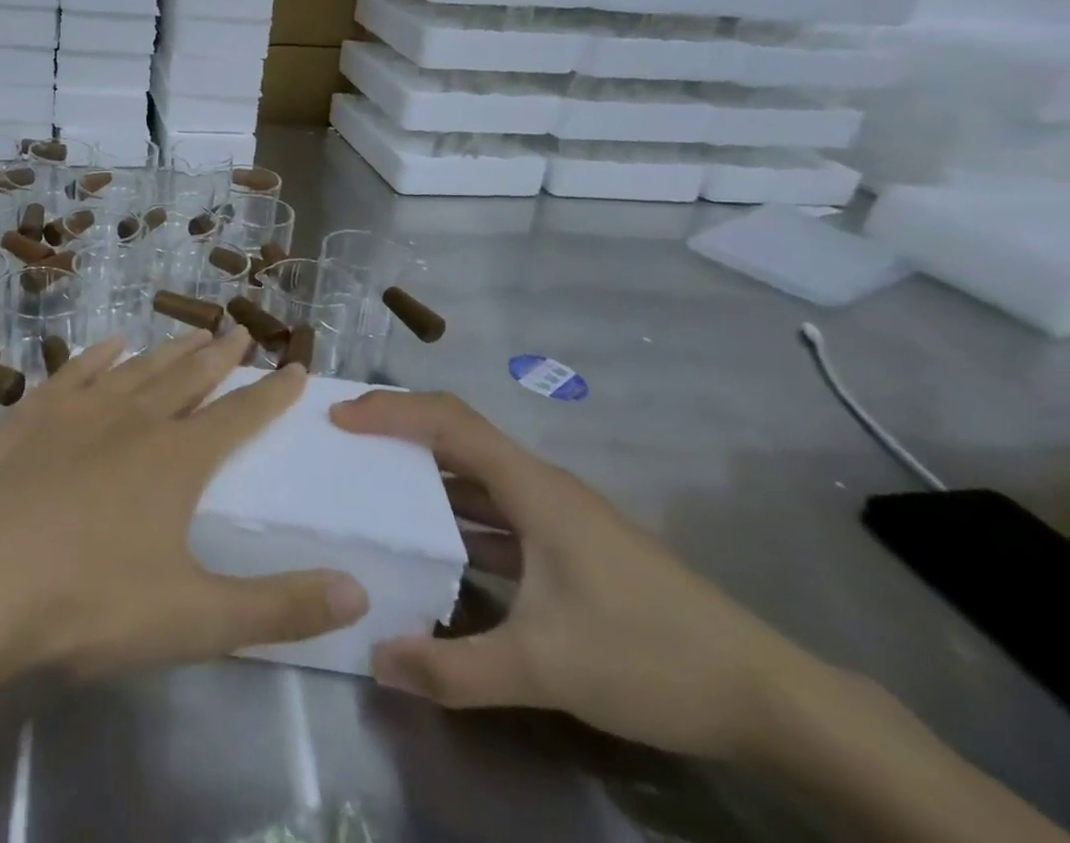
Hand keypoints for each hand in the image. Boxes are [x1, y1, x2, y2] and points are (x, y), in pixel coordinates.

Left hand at [0, 328, 369, 684]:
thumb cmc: (89, 602)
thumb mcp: (195, 620)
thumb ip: (279, 608)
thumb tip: (359, 592)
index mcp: (176, 459)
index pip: (239, 416)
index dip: (270, 394)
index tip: (296, 367)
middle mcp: (133, 419)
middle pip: (188, 378)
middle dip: (220, 356)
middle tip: (239, 330)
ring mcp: (79, 410)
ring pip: (137, 368)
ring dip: (169, 349)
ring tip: (192, 331)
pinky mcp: (32, 414)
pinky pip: (75, 371)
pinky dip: (98, 354)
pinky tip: (110, 343)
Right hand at [332, 391, 822, 761]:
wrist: (770, 698)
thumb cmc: (651, 656)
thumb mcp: (547, 667)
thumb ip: (457, 668)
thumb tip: (377, 661)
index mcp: (532, 487)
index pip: (447, 421)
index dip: (390, 411)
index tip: (339, 419)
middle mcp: (540, 486)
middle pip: (457, 435)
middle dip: (398, 431)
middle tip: (343, 443)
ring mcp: (558, 516)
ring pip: (477, 474)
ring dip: (425, 473)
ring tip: (373, 483)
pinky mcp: (570, 546)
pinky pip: (496, 511)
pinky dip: (457, 514)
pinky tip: (434, 544)